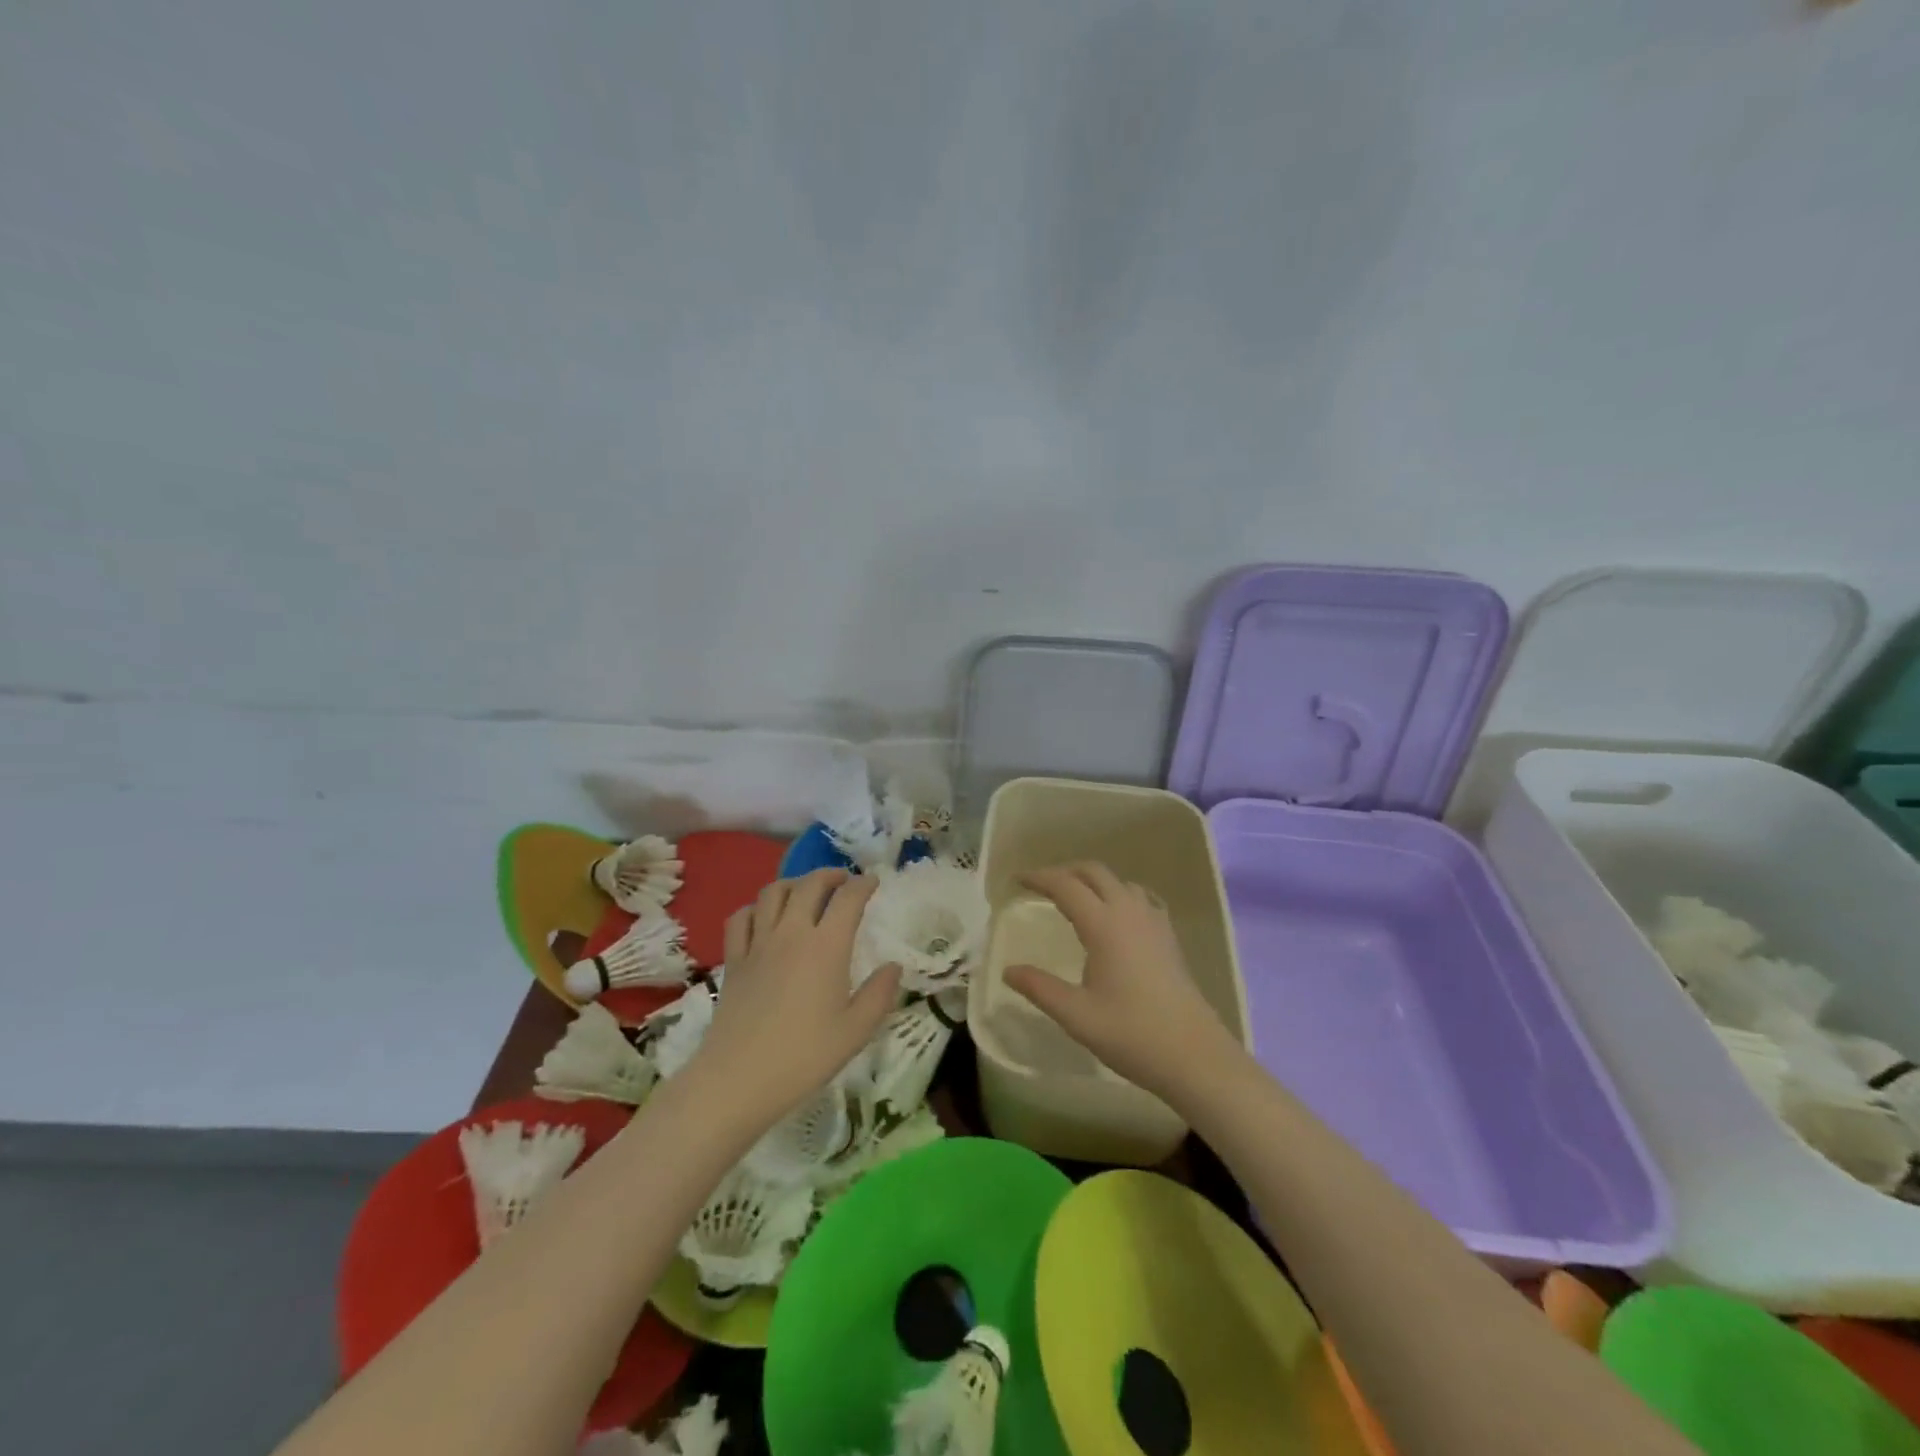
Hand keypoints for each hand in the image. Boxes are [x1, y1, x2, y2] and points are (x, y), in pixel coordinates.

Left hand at [690, 869, 901, 1130]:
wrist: (738, 1079)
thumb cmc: (804, 1056)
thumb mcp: (856, 1031)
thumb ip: (880, 994)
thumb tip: (894, 966)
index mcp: (827, 946)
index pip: (848, 898)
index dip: (863, 884)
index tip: (873, 881)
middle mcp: (792, 933)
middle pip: (810, 884)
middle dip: (830, 874)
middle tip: (843, 881)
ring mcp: (758, 943)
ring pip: (773, 892)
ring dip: (794, 883)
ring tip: (806, 891)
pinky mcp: (734, 959)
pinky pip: (741, 917)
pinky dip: (755, 907)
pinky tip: (764, 917)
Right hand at [1003, 862, 1238, 1102]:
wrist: (1195, 1054)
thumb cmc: (1132, 1034)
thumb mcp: (1076, 1015)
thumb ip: (1039, 988)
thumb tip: (1008, 970)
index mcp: (1104, 924)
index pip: (1065, 885)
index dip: (1039, 877)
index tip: (1017, 880)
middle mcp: (1129, 912)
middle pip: (1094, 872)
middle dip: (1065, 872)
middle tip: (1041, 886)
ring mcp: (1154, 921)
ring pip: (1119, 881)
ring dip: (1092, 880)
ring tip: (1074, 898)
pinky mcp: (1169, 936)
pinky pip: (1140, 897)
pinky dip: (1119, 893)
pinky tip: (1116, 914)